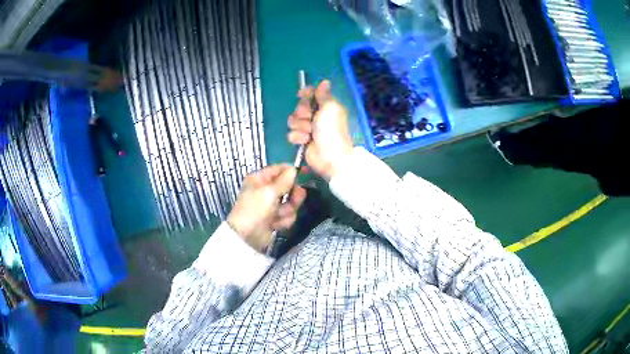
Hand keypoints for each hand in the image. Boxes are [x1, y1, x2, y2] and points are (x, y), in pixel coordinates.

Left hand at [227, 165, 306, 252]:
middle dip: (292, 196)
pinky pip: (287, 215)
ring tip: (278, 216)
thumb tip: (294, 169)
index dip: (291, 171)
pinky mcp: (275, 218)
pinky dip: (283, 220)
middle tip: (295, 199)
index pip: (279, 169)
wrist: (247, 236)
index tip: (305, 173)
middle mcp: (265, 190)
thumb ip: (284, 180)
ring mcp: (271, 205)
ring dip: (287, 210)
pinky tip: (276, 225)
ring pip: (290, 203)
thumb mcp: (269, 192)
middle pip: (288, 187)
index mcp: (260, 179)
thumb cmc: (255, 209)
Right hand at [288, 80, 352, 179]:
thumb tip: (325, 81)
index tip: (302, 94)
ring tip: (309, 133)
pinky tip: (305, 141)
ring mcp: (309, 129)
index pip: (312, 94)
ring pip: (293, 120)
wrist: (330, 156)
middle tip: (309, 118)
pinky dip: (298, 137)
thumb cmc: (332, 130)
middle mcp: (317, 116)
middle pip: (300, 106)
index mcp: (326, 106)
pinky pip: (292, 133)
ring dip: (300, 126)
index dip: (306, 93)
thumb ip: (324, 95)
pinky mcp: (302, 140)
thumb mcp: (330, 108)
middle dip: (302, 112)